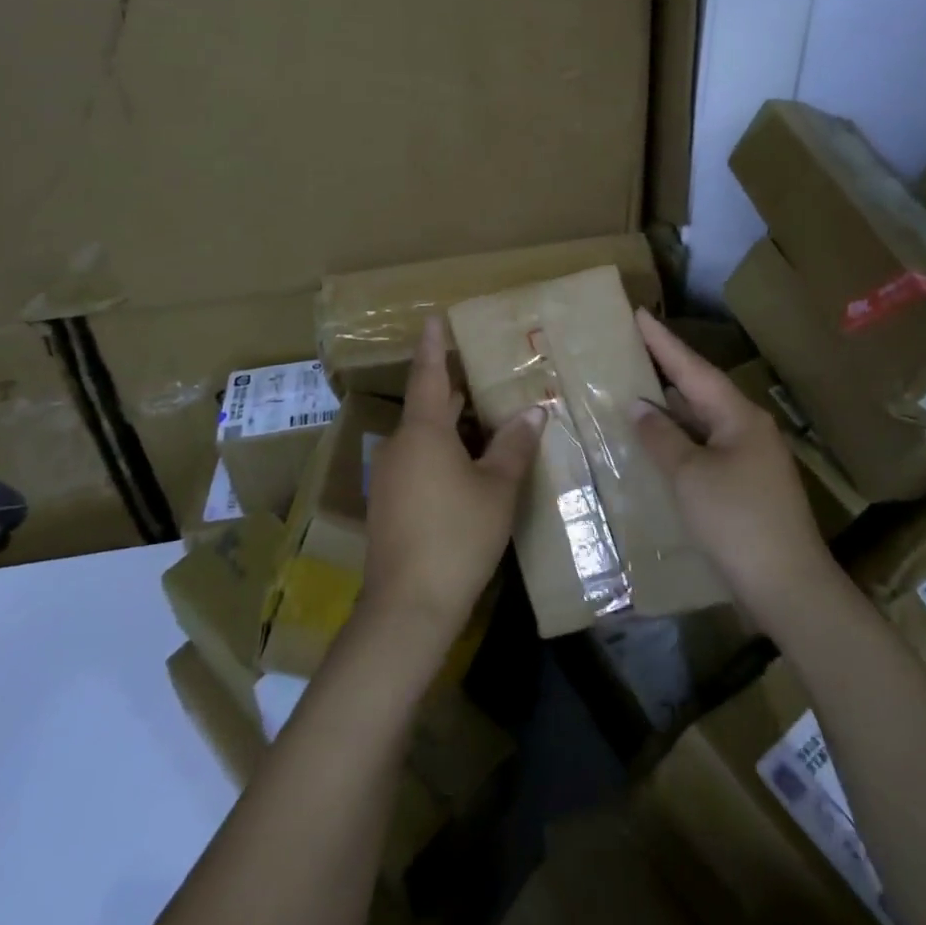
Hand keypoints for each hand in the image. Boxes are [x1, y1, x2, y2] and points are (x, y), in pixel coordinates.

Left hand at [360, 317, 542, 646]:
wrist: (408, 606)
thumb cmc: (457, 535)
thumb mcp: (496, 488)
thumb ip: (514, 445)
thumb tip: (534, 411)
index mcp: (423, 431)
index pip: (428, 374)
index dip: (434, 345)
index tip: (434, 317)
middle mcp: (401, 445)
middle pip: (430, 406)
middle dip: (457, 390)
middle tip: (489, 374)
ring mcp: (391, 476)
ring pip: (426, 437)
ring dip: (454, 426)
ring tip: (491, 419)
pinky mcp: (391, 503)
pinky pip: (420, 460)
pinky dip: (444, 452)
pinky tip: (472, 467)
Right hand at [631, 310, 835, 618]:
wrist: (789, 586)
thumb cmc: (736, 521)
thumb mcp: (689, 476)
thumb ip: (661, 437)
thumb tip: (639, 405)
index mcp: (738, 416)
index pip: (693, 368)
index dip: (663, 342)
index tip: (639, 313)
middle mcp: (748, 428)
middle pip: (701, 390)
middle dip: (667, 370)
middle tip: (633, 347)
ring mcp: (751, 457)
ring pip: (704, 420)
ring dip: (673, 406)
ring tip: (637, 387)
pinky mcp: (748, 485)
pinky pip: (707, 446)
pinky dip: (681, 438)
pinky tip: (660, 441)